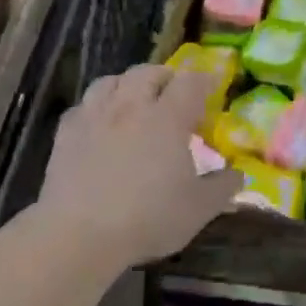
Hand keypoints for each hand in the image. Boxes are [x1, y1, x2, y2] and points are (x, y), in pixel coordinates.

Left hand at [38, 65, 240, 267]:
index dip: (203, 80)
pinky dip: (95, 107)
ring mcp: (95, 116)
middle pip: (148, 72)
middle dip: (164, 77)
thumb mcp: (198, 209)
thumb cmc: (147, 218)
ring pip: (111, 81)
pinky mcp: (66, 133)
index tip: (211, 87)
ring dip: (127, 84)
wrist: (78, 233)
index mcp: (168, 117)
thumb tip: (239, 175)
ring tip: (134, 100)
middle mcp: (131, 106)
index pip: (190, 82)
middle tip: (173, 93)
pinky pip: (82, 106)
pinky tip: (99, 124)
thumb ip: (223, 188)